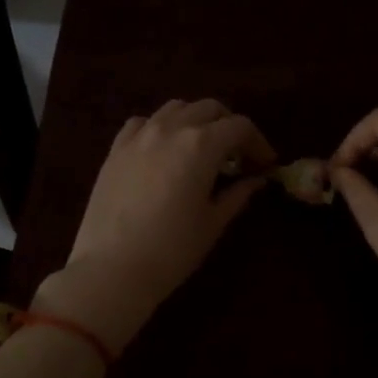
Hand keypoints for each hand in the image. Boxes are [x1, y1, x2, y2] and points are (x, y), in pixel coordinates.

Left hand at [36, 99, 274, 353]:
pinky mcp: (115, 149)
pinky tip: (163, 149)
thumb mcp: (213, 223)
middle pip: (209, 108)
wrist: (111, 269)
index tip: (266, 163)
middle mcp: (171, 129)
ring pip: (176, 108)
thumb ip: (237, 194)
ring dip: (196, 120)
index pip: (240, 126)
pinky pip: (143, 122)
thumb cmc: (172, 250)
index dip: (258, 142)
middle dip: (229, 126)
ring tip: (201, 148)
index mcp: (202, 145)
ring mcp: (139, 136)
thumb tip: (256, 180)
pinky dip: (160, 127)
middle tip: (237, 155)